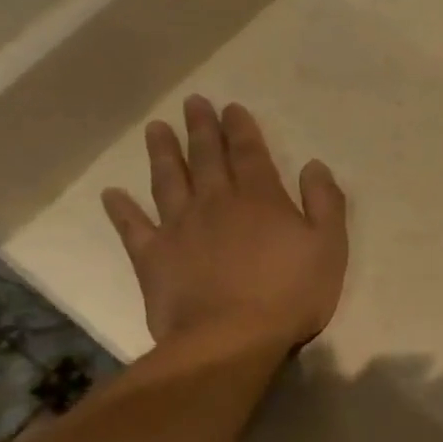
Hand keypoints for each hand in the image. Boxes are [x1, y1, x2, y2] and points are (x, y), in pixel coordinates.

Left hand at [102, 96, 347, 354]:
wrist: (231, 338)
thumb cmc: (291, 293)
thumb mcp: (330, 246)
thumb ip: (325, 203)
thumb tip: (314, 166)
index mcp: (261, 199)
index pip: (250, 153)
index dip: (241, 129)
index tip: (231, 107)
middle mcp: (216, 203)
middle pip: (206, 157)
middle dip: (202, 128)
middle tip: (193, 103)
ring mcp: (180, 228)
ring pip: (168, 180)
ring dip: (163, 153)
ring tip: (156, 129)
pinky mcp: (154, 257)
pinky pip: (134, 227)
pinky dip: (122, 209)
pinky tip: (113, 194)